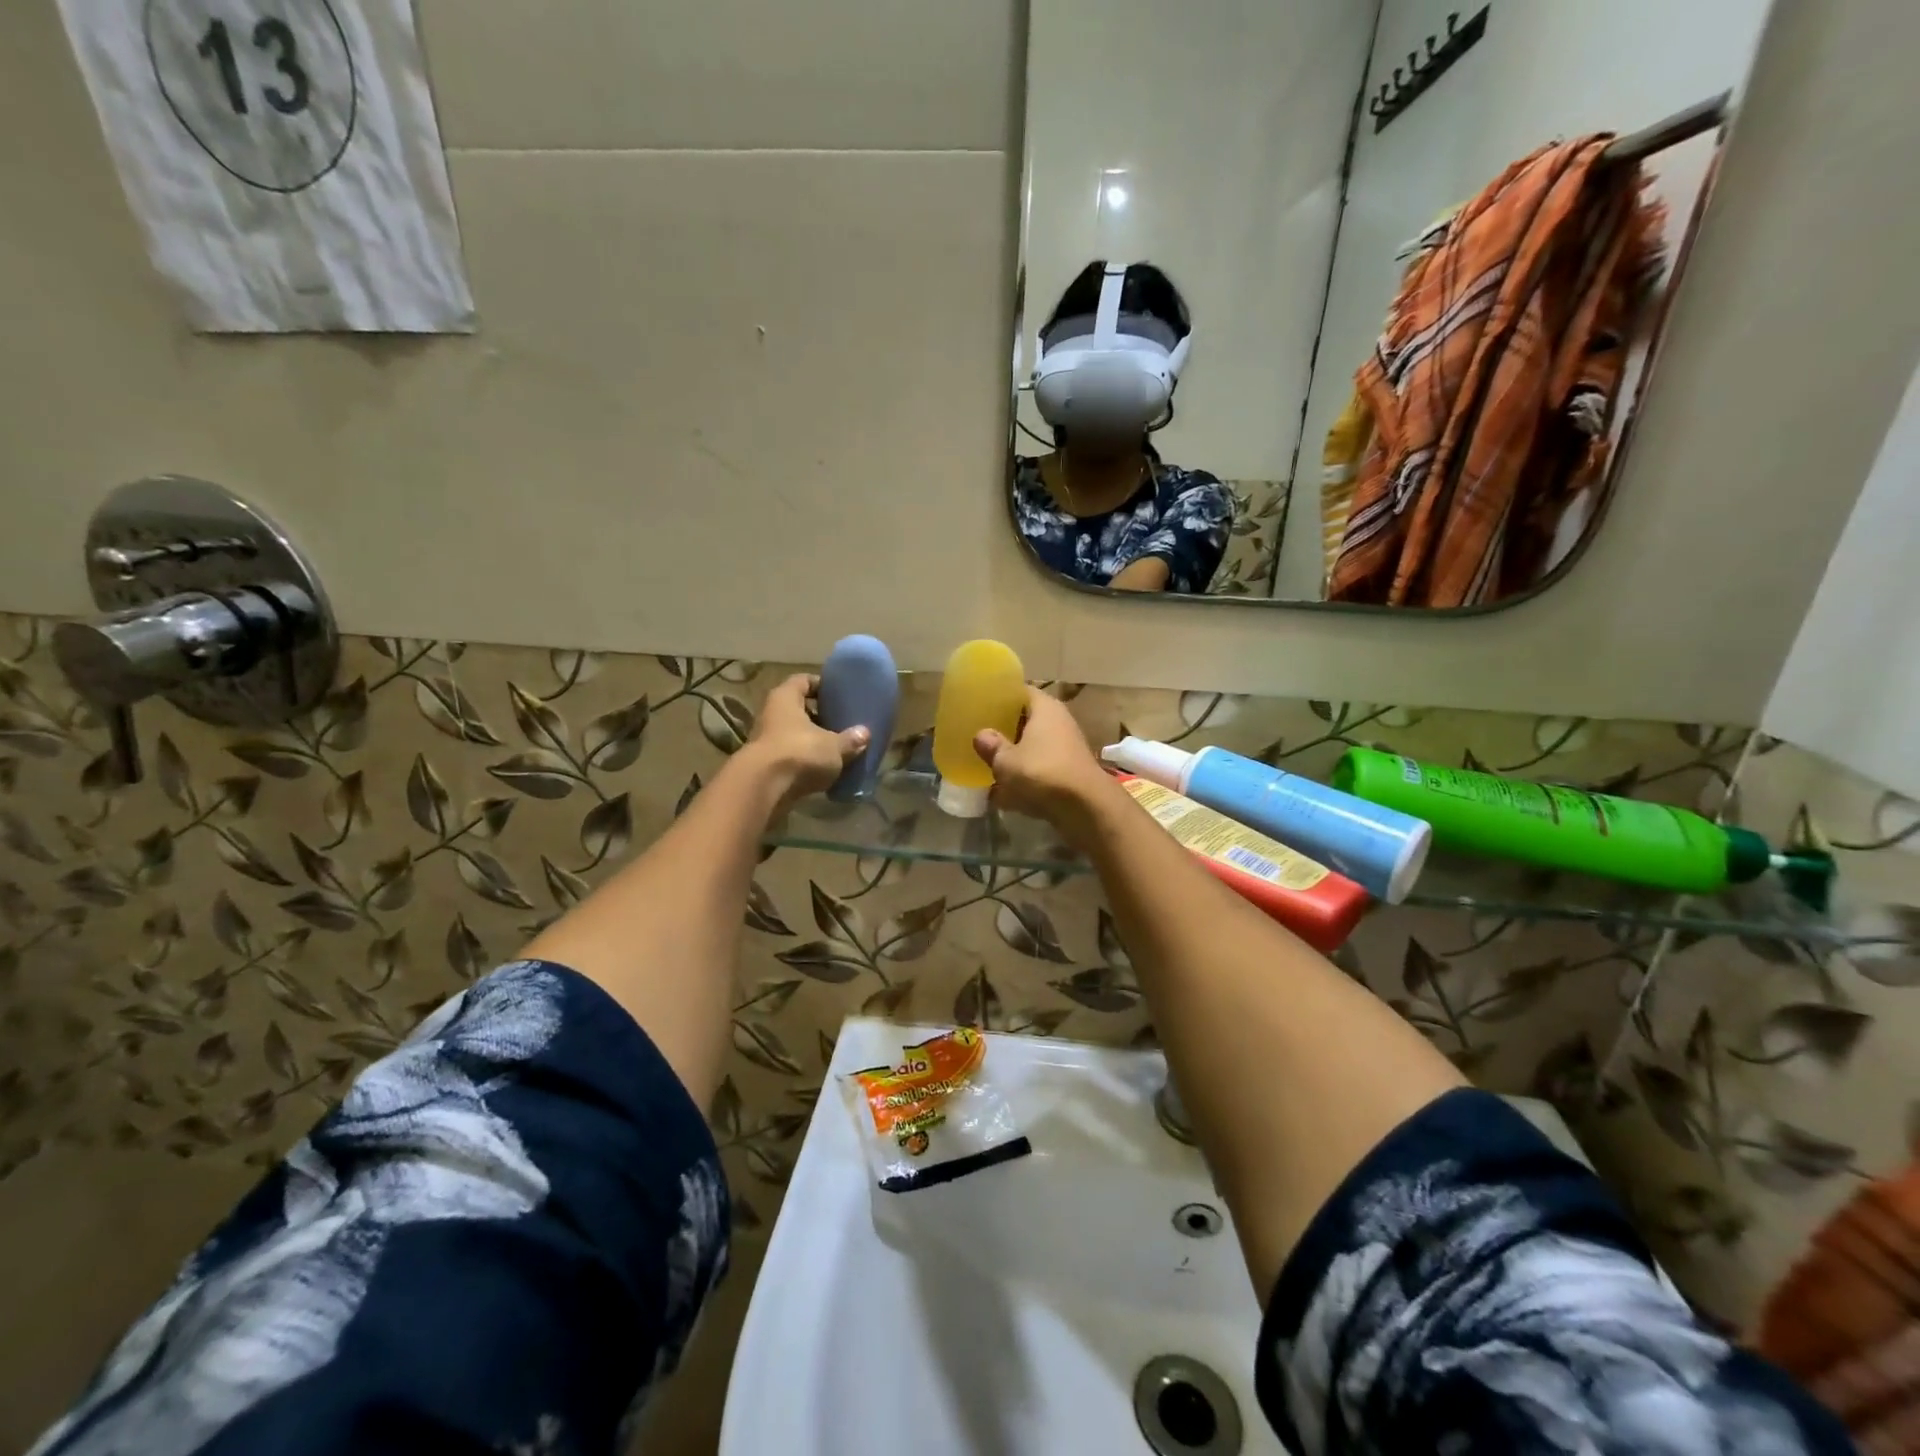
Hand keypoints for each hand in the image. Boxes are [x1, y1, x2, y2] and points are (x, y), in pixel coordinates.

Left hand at [741, 673, 869, 811]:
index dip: (821, 685)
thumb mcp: (833, 746)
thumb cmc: (800, 752)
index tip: (839, 694)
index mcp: (786, 698)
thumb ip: (850, 740)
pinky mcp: (766, 765)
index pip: (803, 681)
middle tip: (842, 722)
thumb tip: (864, 734)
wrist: (763, 788)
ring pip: (794, 734)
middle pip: (798, 709)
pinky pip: (791, 756)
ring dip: (813, 741)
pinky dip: (806, 761)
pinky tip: (825, 770)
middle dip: (820, 716)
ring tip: (837, 748)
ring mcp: (766, 741)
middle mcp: (772, 714)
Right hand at [974, 690, 1118, 846]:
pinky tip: (1006, 793)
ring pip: (1035, 747)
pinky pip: (1042, 769)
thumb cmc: (1042, 773)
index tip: (981, 705)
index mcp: (1045, 708)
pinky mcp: (1070, 772)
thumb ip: (991, 746)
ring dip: (1016, 756)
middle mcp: (1059, 722)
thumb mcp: (1006, 761)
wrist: (1086, 808)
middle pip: (1028, 720)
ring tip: (990, 765)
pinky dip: (1027, 777)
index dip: (1001, 697)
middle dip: (1006, 730)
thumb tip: (982, 735)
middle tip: (981, 736)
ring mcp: (1067, 748)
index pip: (1021, 691)